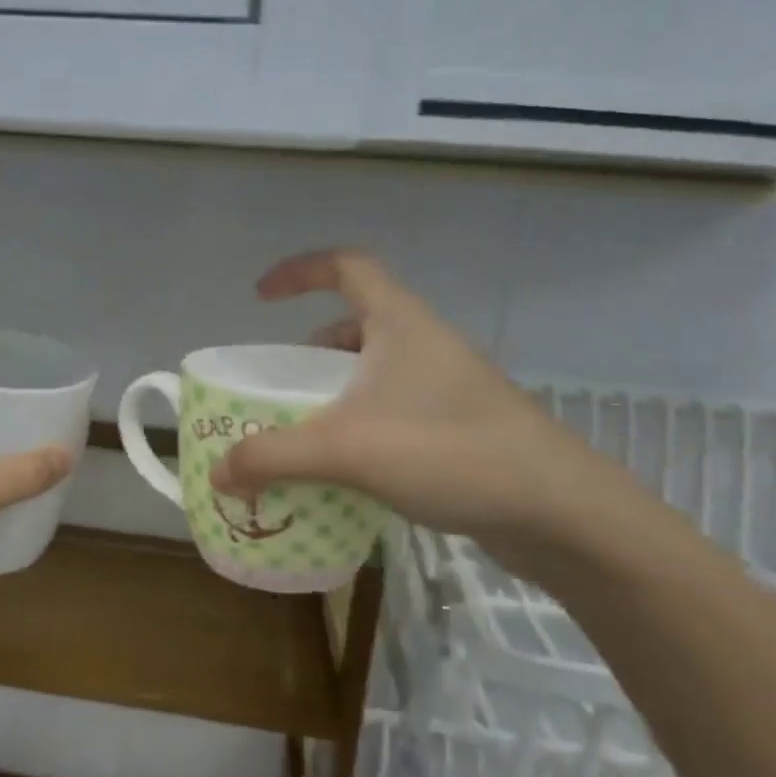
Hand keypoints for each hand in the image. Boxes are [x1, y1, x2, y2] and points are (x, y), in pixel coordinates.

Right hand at [208, 250, 612, 545]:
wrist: (558, 510)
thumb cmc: (448, 452)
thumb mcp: (345, 450)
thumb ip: (273, 457)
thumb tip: (218, 471)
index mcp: (400, 323)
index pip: (346, 266)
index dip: (299, 271)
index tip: (261, 297)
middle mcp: (426, 343)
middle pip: (359, 322)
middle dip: (313, 348)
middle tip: (282, 382)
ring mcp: (450, 385)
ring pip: (380, 370)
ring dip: (339, 390)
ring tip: (308, 429)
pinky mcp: (464, 426)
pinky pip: (398, 408)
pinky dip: (364, 424)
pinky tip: (351, 468)